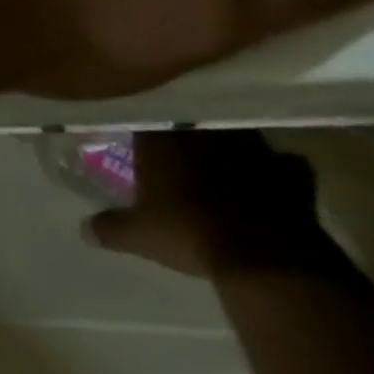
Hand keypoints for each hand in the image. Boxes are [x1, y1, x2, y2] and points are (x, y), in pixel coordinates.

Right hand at [83, 131, 328, 278]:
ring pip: (236, 135)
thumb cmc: (188, 232)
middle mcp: (203, 133)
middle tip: (183, 151)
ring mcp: (251, 149)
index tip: (142, 140)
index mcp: (161, 137)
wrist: (262, 256)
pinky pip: (286, 165)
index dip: (145, 130)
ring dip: (232, 147)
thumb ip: (110, 228)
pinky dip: (281, 171)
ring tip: (225, 162)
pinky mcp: (290, 174)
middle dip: (188, 135)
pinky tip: (276, 182)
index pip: (146, 118)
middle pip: (191, 124)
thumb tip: (83, 230)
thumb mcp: (139, 235)